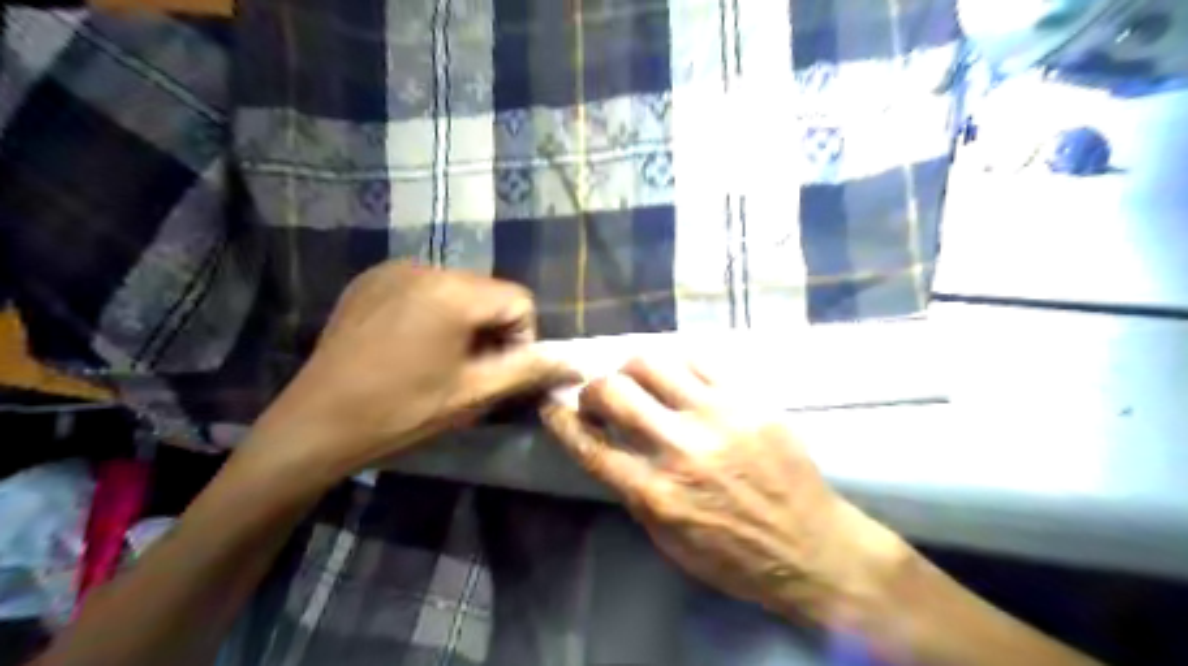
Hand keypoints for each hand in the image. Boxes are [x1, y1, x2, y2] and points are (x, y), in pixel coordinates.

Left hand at [244, 263, 577, 481]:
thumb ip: (529, 370)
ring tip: (438, 360)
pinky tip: (409, 345)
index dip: (520, 339)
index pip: (520, 301)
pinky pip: (422, 287)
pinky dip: (432, 311)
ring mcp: (392, 269)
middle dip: (491, 329)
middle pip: (488, 292)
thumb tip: (576, 362)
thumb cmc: (401, 412)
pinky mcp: (369, 280)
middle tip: (468, 371)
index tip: (495, 373)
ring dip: (463, 321)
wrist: (315, 424)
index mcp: (454, 292)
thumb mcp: (474, 394)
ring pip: (457, 289)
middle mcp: (425, 267)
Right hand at [542, 359, 910, 622]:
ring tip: (638, 380)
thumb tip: (611, 450)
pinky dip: (676, 364)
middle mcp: (680, 449)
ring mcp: (716, 418)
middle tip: (600, 397)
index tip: (552, 406)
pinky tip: (678, 377)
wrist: (810, 548)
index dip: (561, 421)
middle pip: (614, 392)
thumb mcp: (669, 541)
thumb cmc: (735, 556)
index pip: (590, 446)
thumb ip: (635, 493)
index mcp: (656, 494)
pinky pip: (698, 360)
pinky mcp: (747, 400)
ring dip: (631, 369)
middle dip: (593, 389)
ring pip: (651, 362)